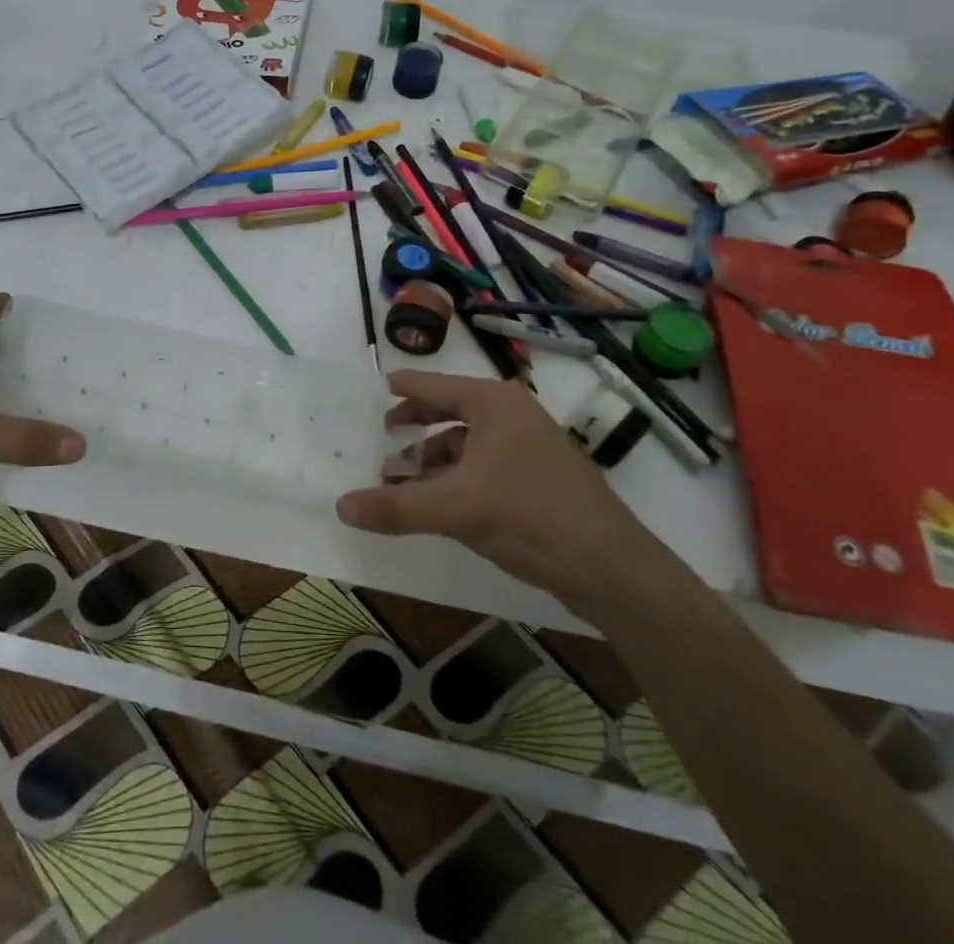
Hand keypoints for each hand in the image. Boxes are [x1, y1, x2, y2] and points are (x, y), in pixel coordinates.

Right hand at [336, 370, 671, 618]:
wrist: (612, 568)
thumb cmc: (529, 517)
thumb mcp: (455, 509)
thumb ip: (396, 506)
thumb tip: (341, 506)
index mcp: (493, 403)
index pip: (435, 385)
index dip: (404, 387)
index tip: (379, 386)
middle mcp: (512, 415)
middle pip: (451, 410)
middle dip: (416, 425)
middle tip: (385, 434)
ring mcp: (530, 446)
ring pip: (468, 442)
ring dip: (434, 457)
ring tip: (404, 480)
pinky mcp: (540, 477)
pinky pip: (485, 465)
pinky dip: (457, 476)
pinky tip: (441, 502)